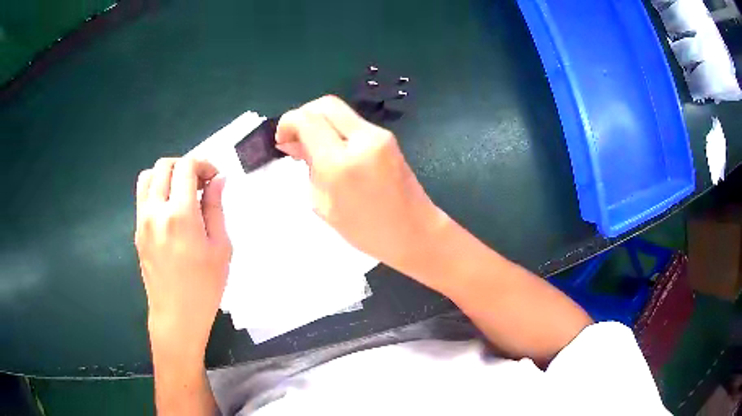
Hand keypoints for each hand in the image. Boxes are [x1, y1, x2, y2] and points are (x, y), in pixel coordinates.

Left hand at [135, 158, 231, 359]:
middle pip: (164, 166)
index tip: (215, 178)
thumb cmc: (205, 287)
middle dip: (185, 166)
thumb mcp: (221, 248)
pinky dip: (156, 190)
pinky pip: (143, 197)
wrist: (177, 316)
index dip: (203, 164)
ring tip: (182, 192)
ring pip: (148, 177)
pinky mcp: (137, 231)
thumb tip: (218, 181)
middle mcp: (156, 211)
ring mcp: (142, 221)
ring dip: (166, 175)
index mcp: (180, 215)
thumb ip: (216, 208)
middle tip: (200, 184)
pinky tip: (171, 210)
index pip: (186, 167)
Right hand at [276, 95, 447, 273]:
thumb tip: (294, 143)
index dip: (287, 123)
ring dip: (320, 122)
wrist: (415, 232)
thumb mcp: (325, 205)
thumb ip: (308, 168)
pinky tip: (332, 150)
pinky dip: (335, 129)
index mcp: (341, 163)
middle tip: (295, 139)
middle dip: (303, 115)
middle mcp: (362, 139)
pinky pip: (353, 123)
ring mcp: (379, 135)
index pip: (307, 120)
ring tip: (312, 148)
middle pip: (325, 105)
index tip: (282, 140)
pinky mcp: (388, 137)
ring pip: (339, 111)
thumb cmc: (366, 231)